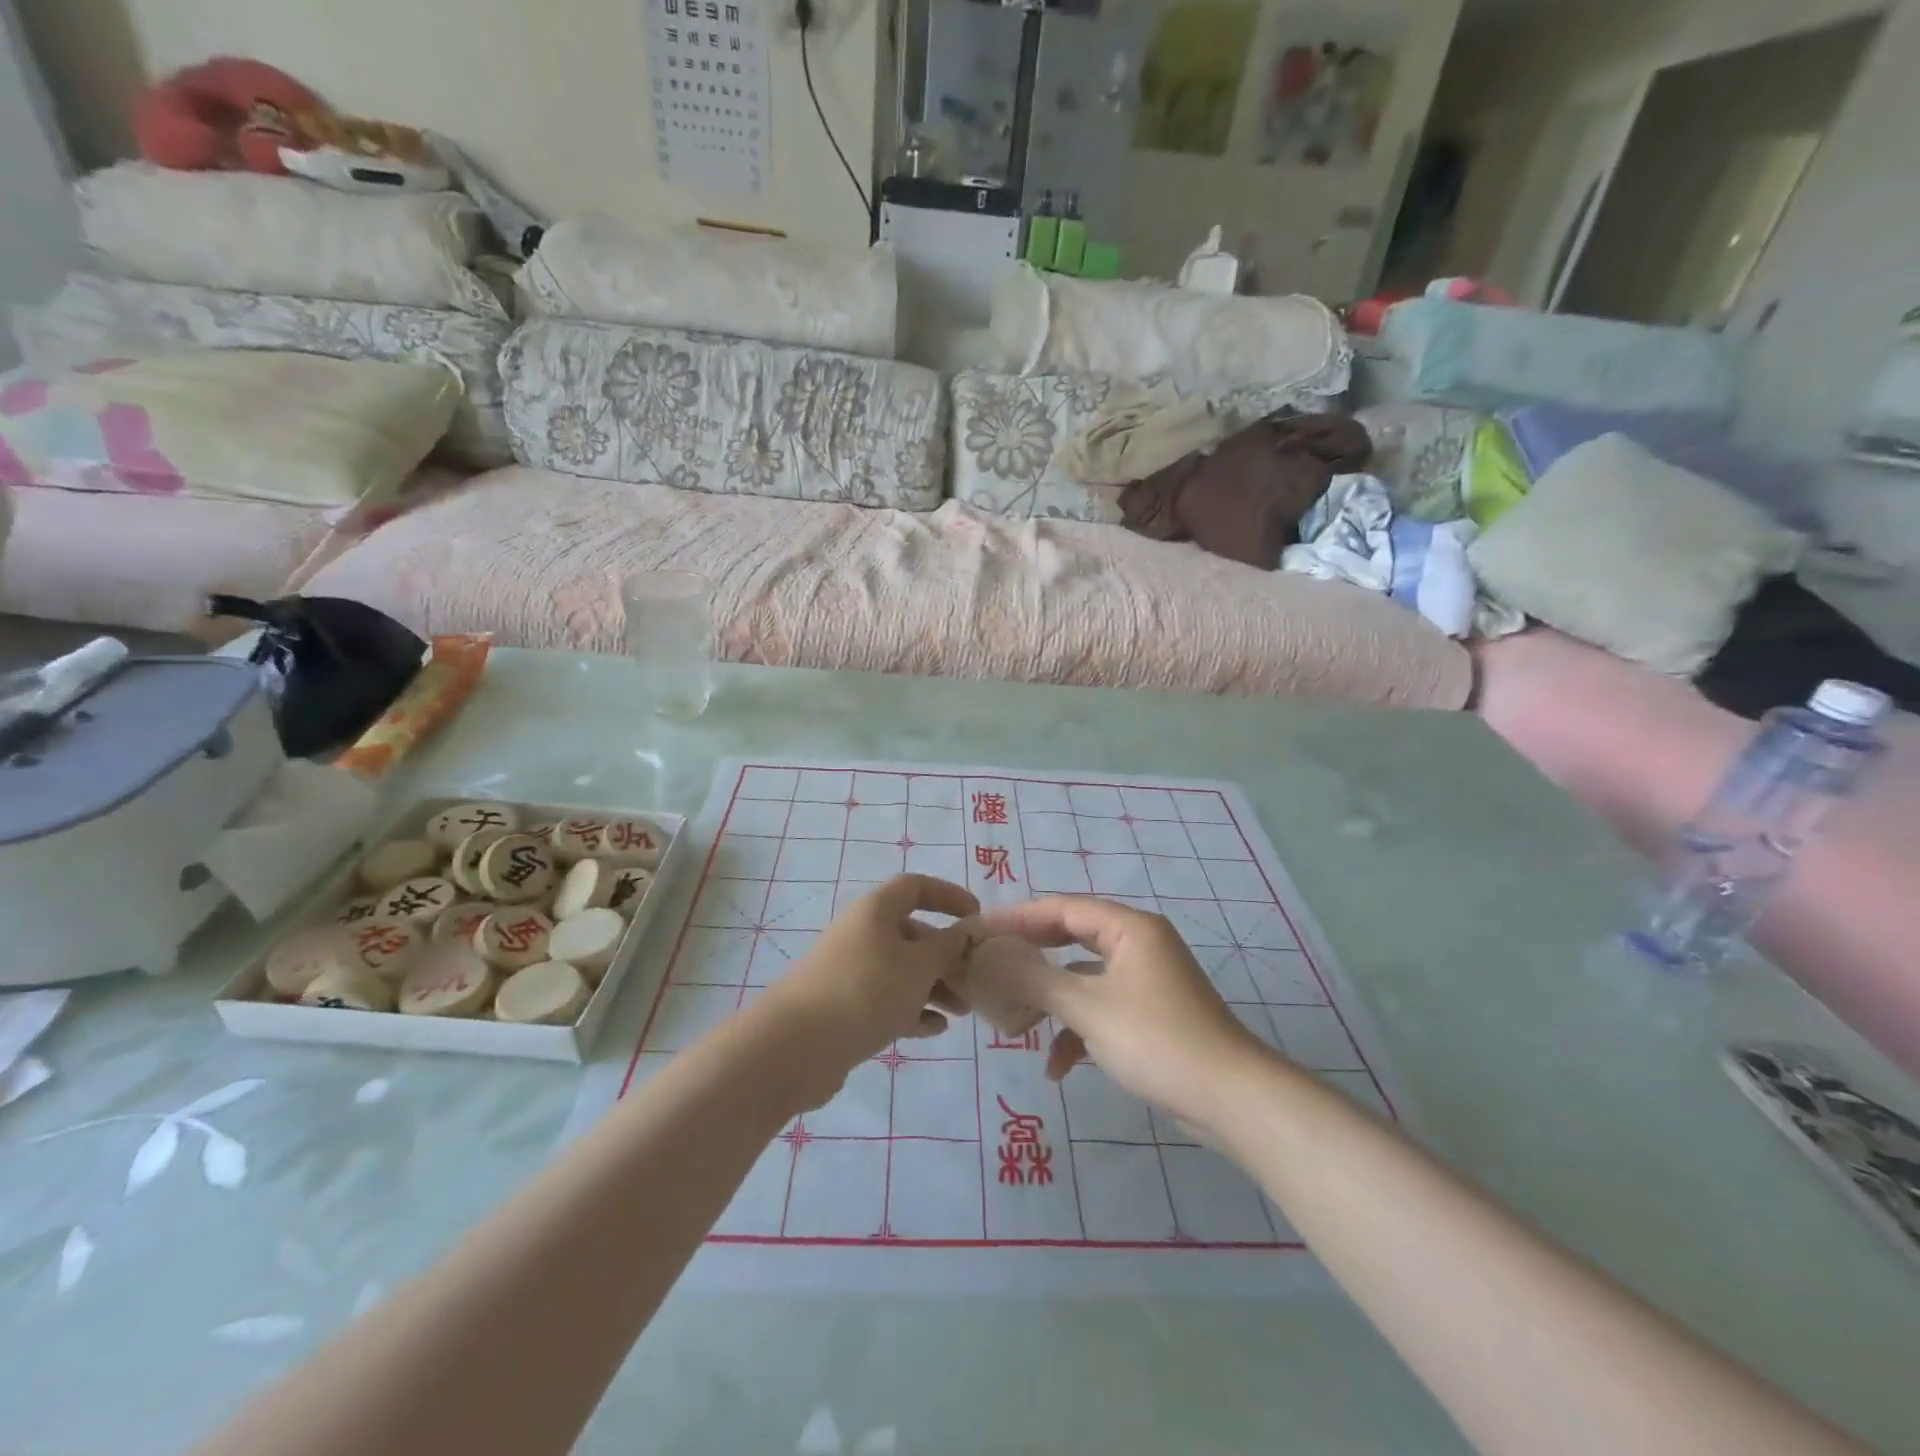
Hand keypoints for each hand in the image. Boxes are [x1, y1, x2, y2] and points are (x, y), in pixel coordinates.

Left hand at [754, 875, 978, 1106]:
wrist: (795, 1047)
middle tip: (975, 980)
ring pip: (901, 971)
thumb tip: (967, 931)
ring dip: (934, 986)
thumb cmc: (865, 991)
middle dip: (946, 956)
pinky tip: (934, 1030)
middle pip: (912, 934)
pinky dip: (911, 1010)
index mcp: (876, 911)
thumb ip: (949, 947)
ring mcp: (849, 971)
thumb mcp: (919, 966)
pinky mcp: (843, 1007)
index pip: (916, 887)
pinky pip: (885, 1000)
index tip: (976, 917)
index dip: (948, 896)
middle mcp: (861, 934)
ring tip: (961, 1011)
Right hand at [971, 897, 1273, 1133]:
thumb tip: (990, 957)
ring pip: (1084, 976)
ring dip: (1051, 998)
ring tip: (1014, 1018)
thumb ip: (1035, 978)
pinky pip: (1101, 1008)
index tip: (979, 930)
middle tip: (989, 964)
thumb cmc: (1157, 1040)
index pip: (1062, 907)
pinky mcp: (1149, 1014)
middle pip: (1071, 937)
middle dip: (1031, 955)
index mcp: (1129, 928)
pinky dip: (1077, 1031)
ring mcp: (1145, 980)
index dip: (1018, 916)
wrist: (1231, 1099)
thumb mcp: (1088, 1008)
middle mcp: (1138, 944)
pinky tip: (1057, 1067)